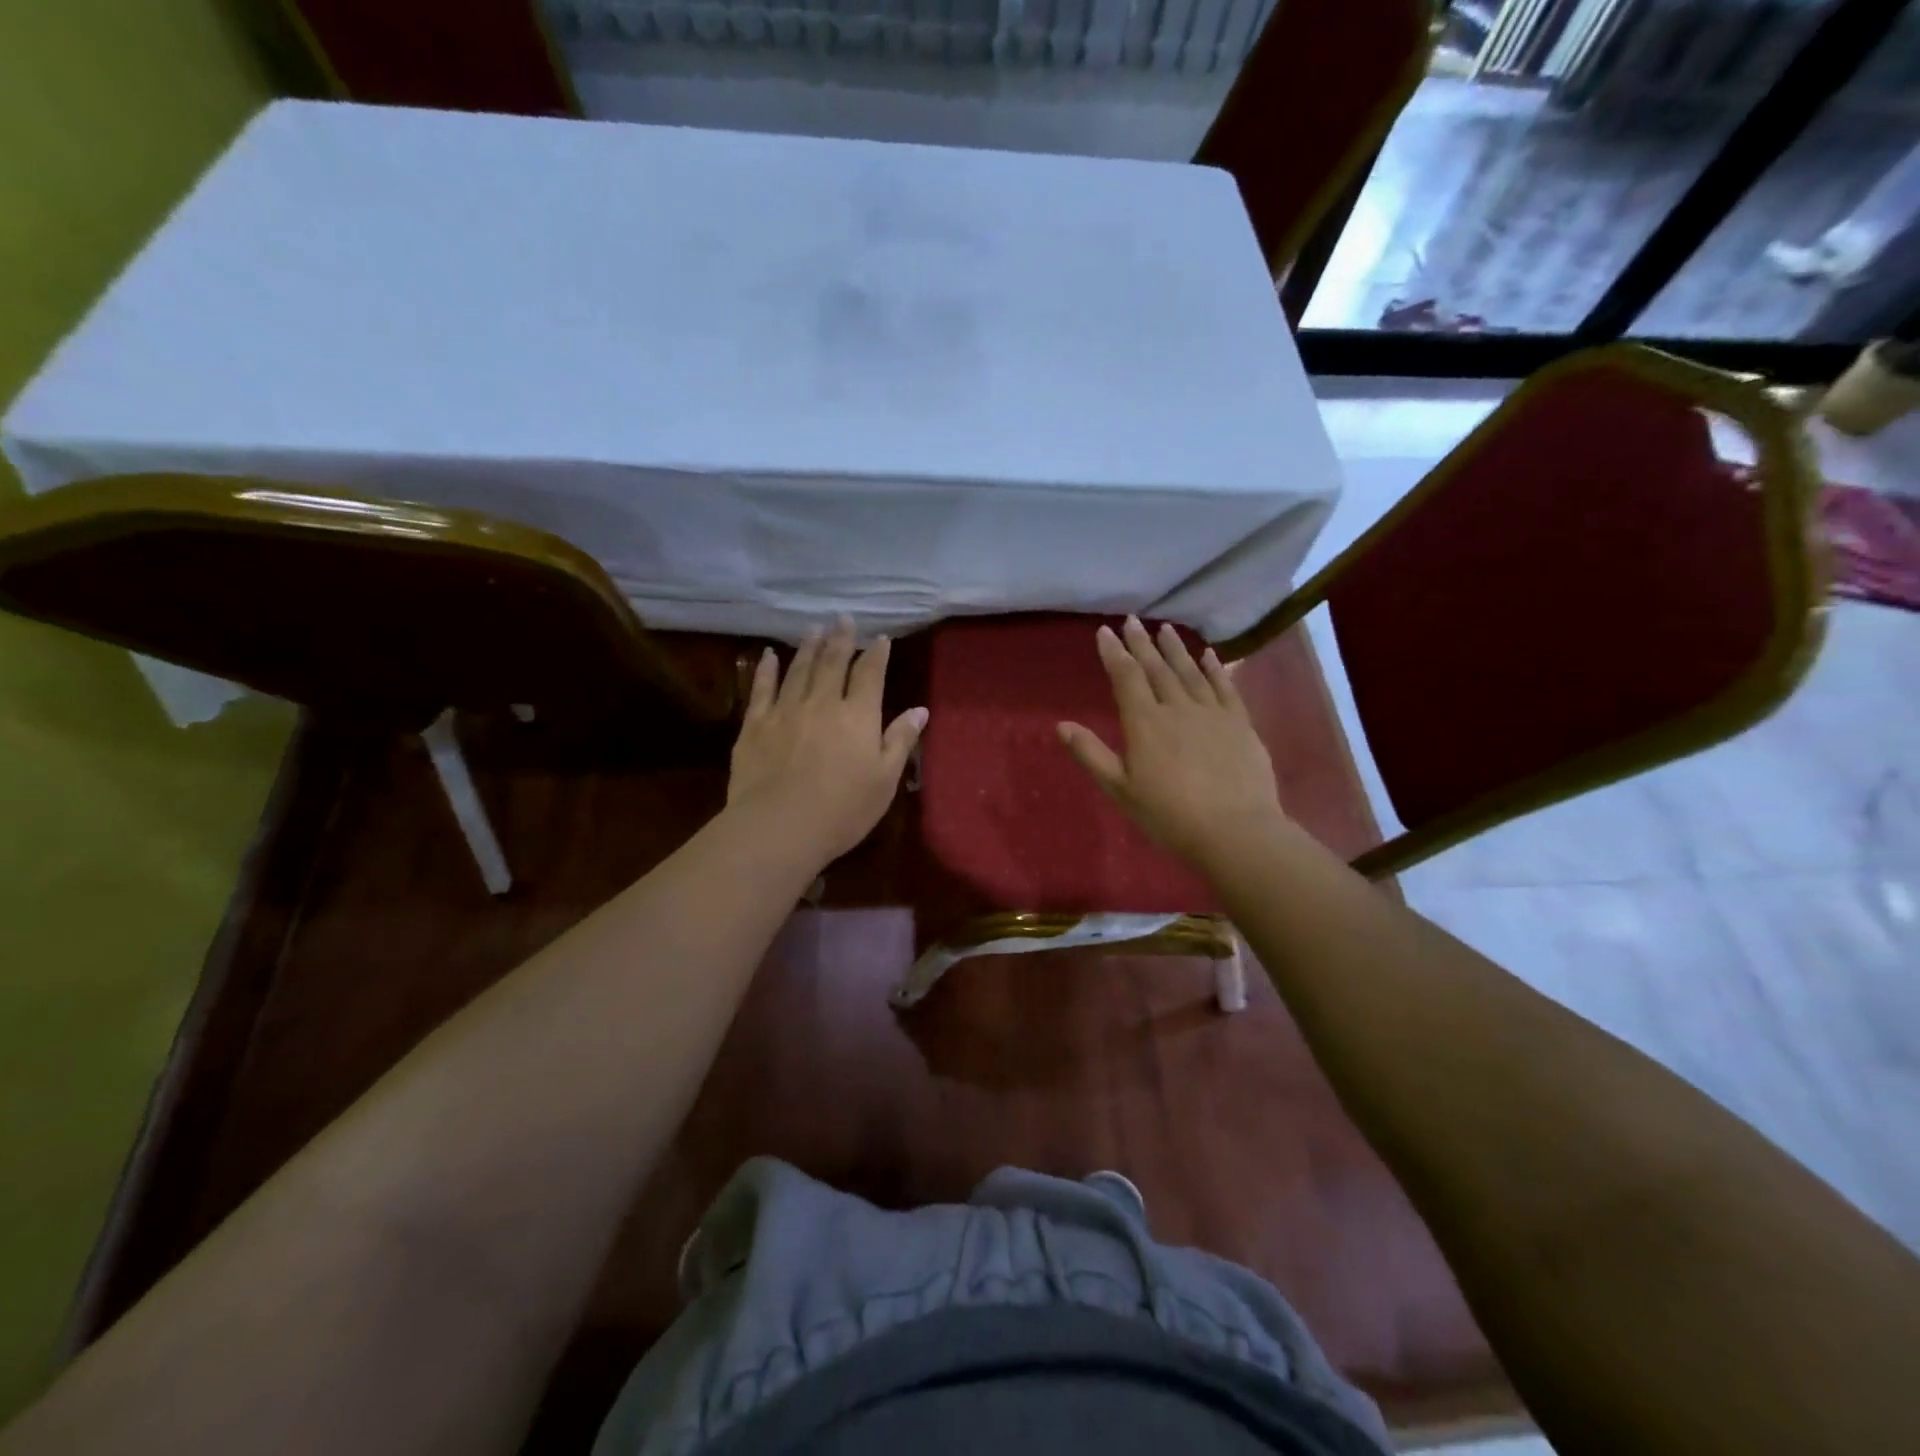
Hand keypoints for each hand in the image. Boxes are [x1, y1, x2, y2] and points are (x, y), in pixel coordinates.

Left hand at [727, 619, 927, 866]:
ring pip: (799, 669)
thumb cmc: (842, 810)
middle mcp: (823, 703)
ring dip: (808, 646)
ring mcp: (786, 710)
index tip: (880, 638)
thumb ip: (900, 741)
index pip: (870, 675)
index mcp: (858, 716)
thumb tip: (920, 710)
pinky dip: (766, 668)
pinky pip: (762, 687)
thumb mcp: (884, 780)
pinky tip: (769, 654)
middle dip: (840, 638)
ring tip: (813, 628)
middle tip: (843, 618)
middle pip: (833, 662)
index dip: (876, 654)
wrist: (779, 826)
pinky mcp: (755, 724)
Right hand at [1057, 616, 1284, 867]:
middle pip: (1156, 668)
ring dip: (1175, 648)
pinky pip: (1225, 686)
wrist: (1234, 831)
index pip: (1126, 677)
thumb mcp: (1120, 790)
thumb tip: (1061, 725)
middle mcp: (1177, 707)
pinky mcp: (1240, 723)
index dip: (1114, 653)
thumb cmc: (1169, 815)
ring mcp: (1212, 712)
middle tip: (1132, 620)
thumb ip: (1092, 754)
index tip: (1105, 631)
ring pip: (1190, 671)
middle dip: (1141, 643)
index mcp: (1145, 723)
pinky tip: (1209, 654)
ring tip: (1164, 628)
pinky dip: (1215, 668)